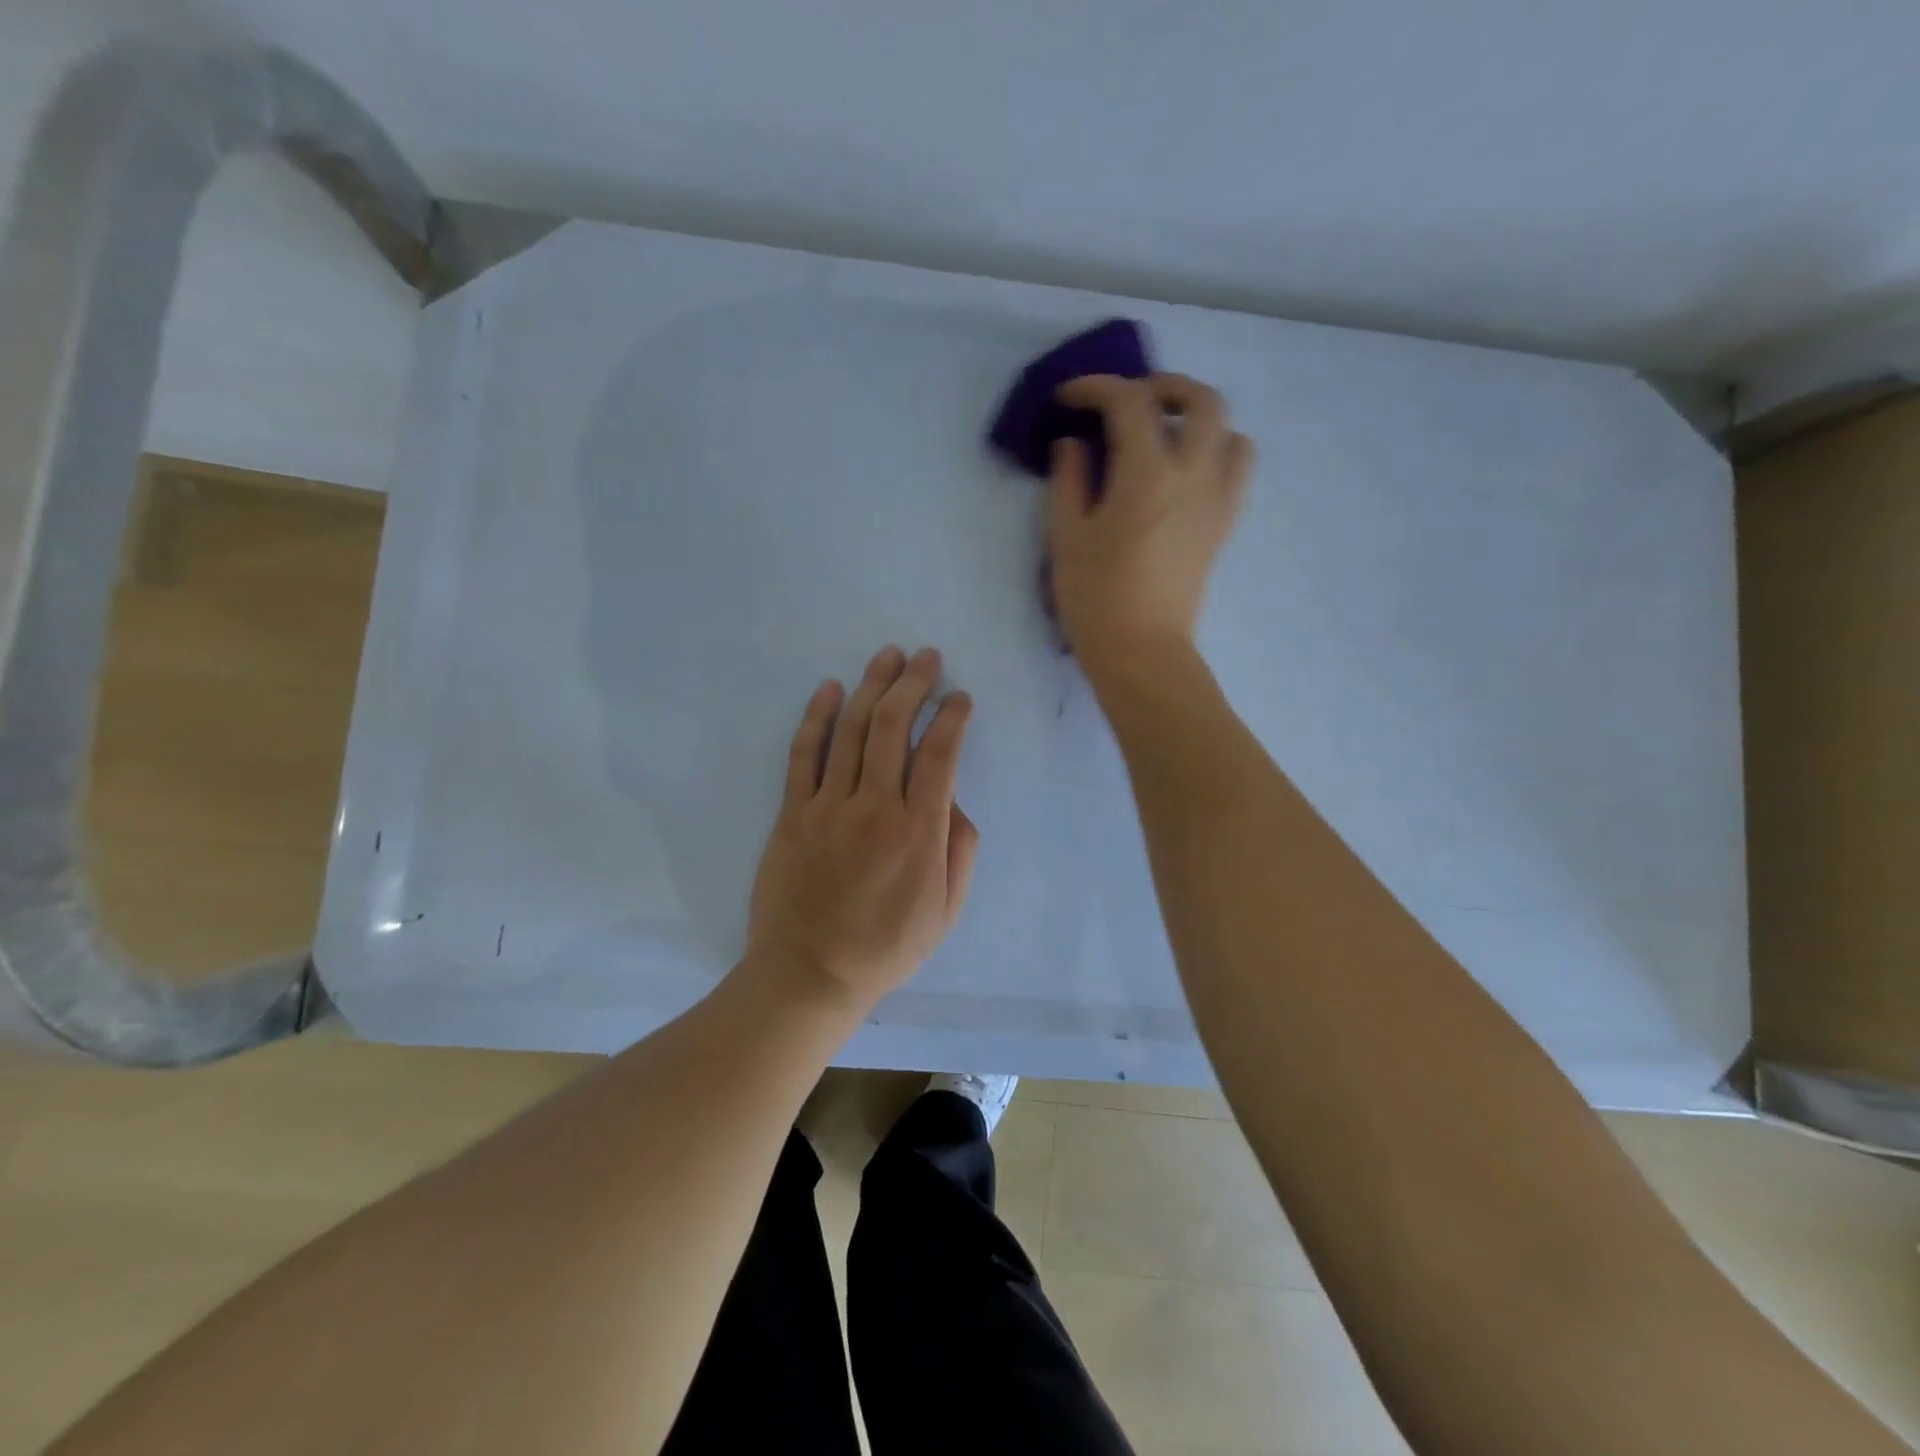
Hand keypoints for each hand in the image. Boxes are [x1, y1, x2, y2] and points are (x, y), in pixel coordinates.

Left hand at [744, 646, 979, 1013]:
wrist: (810, 974)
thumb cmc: (886, 947)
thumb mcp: (946, 911)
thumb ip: (960, 850)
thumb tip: (954, 800)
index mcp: (919, 831)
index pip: (940, 755)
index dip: (952, 718)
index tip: (960, 698)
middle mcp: (875, 806)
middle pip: (895, 727)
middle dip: (914, 684)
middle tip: (926, 657)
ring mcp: (829, 806)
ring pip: (853, 730)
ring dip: (873, 686)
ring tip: (888, 656)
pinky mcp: (793, 812)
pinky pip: (805, 754)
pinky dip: (818, 717)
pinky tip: (831, 689)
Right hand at [1048, 373, 1253, 677]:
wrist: (1142, 651)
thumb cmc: (1096, 598)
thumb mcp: (1066, 537)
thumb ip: (1069, 480)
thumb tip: (1074, 445)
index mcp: (1147, 474)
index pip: (1129, 402)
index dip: (1095, 388)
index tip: (1068, 399)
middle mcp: (1194, 475)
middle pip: (1201, 399)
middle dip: (1163, 386)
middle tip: (1129, 401)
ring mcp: (1217, 500)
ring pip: (1230, 430)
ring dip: (1198, 418)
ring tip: (1164, 433)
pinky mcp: (1223, 524)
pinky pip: (1236, 468)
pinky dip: (1216, 451)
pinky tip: (1183, 471)